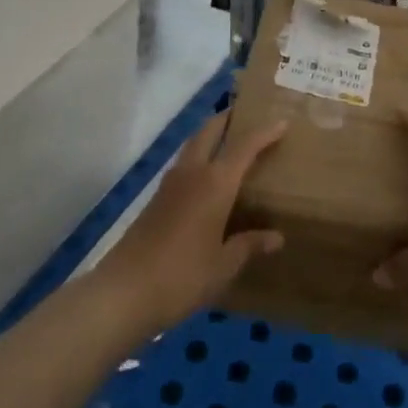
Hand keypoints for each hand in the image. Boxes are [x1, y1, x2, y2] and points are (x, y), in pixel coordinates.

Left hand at [93, 111, 287, 335]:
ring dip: (211, 135)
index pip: (245, 146)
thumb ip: (249, 245)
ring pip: (193, 143)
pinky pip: (184, 163)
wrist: (124, 291)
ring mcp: (171, 183)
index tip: (283, 121)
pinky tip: (206, 178)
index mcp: (216, 183)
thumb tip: (276, 237)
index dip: (265, 132)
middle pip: (210, 130)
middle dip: (229, 118)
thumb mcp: (223, 266)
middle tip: (247, 115)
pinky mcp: (156, 197)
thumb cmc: (182, 276)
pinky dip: (199, 156)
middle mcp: (194, 173)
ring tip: (229, 141)